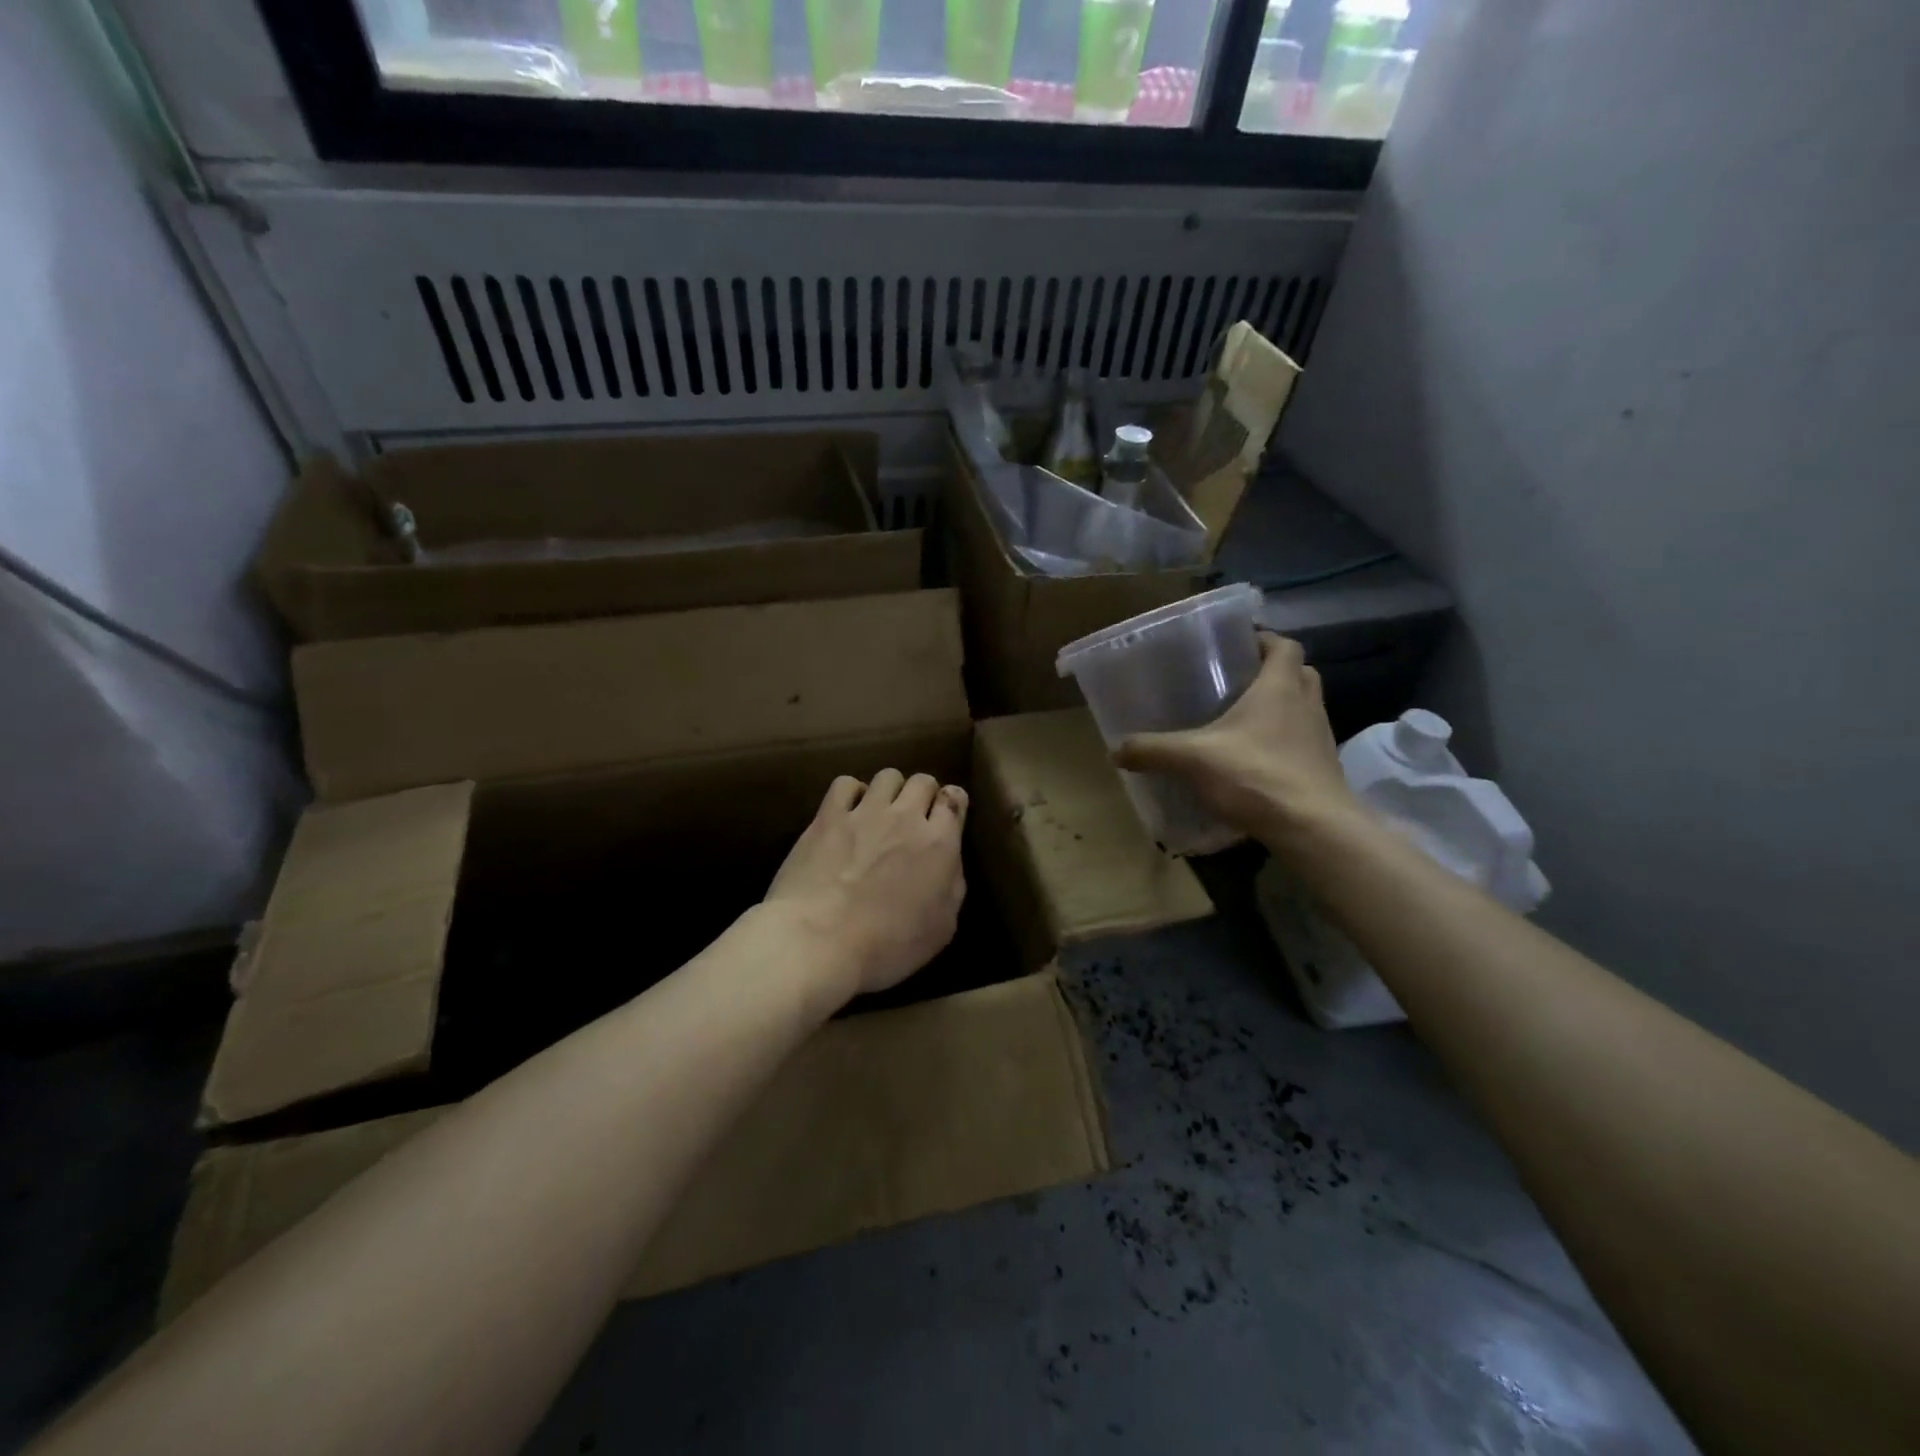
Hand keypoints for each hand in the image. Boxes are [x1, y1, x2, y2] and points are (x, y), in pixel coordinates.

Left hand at [763, 769, 968, 1001]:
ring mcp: (865, 812)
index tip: (946, 819)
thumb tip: (948, 863)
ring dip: (890, 791)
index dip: (952, 805)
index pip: (955, 800)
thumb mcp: (941, 928)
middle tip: (914, 820)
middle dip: (924, 795)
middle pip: (923, 781)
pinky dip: (851, 793)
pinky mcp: (828, 816)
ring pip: (888, 776)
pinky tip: (847, 813)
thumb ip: (951, 886)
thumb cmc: (886, 946)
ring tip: (881, 813)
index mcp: (939, 844)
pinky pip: (845, 784)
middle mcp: (906, 817)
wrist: (818, 941)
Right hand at [1112, 632, 1362, 850]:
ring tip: (1241, 721)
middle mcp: (1306, 704)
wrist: (1313, 828)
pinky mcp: (1323, 768)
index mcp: (1280, 686)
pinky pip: (1302, 742)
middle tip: (1236, 682)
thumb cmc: (1256, 774)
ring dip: (1280, 708)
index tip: (1237, 646)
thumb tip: (1115, 750)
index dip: (1264, 640)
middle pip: (1298, 673)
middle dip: (1271, 672)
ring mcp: (1319, 737)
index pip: (1284, 645)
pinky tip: (1253, 760)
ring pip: (1303, 708)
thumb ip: (1153, 750)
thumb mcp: (1193, 759)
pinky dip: (1282, 743)